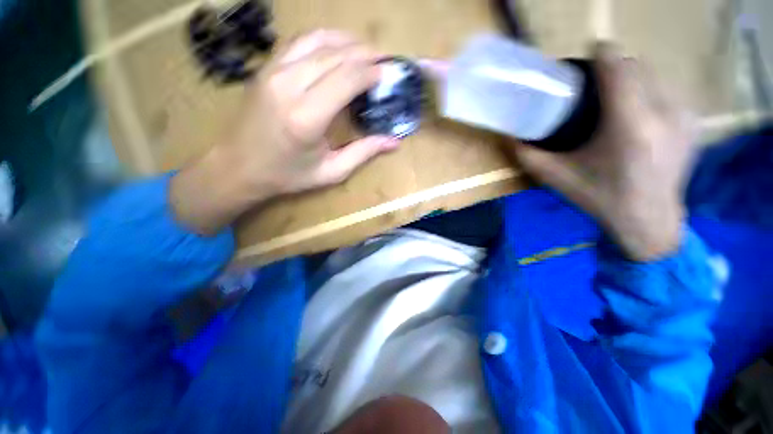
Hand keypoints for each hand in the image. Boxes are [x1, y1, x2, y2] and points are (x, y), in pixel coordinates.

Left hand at [171, 30, 397, 233]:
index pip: (346, 78)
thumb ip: (363, 153)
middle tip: (383, 60)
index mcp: (307, 118)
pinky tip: (337, 47)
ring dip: (345, 41)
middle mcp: (288, 87)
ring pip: (317, 41)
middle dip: (364, 53)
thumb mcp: (331, 172)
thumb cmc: (288, 175)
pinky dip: (323, 40)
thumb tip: (394, 142)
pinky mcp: (266, 68)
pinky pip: (298, 42)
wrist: (239, 167)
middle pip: (334, 55)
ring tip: (365, 50)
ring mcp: (273, 72)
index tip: (387, 73)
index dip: (370, 71)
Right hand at [507, 43, 696, 260]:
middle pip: (635, 65)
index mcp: (630, 125)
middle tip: (592, 86)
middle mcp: (664, 111)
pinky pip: (666, 90)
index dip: (599, 54)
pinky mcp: (693, 120)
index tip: (584, 60)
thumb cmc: (599, 197)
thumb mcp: (555, 177)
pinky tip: (636, 114)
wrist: (649, 219)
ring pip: (653, 75)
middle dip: (612, 67)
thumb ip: (527, 155)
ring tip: (613, 100)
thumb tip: (510, 135)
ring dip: (630, 79)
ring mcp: (684, 114)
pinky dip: (647, 92)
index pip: (617, 66)